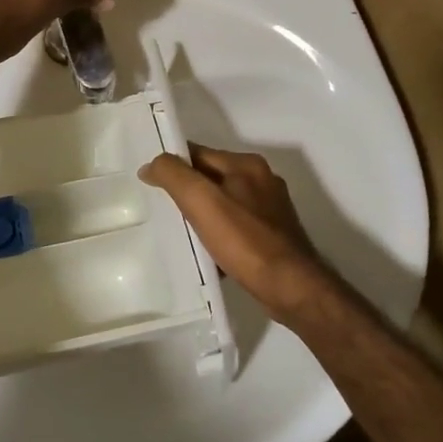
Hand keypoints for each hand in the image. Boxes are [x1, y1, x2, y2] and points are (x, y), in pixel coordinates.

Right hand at [139, 145, 337, 318]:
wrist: (291, 287)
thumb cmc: (245, 241)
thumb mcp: (202, 202)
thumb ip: (174, 176)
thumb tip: (152, 164)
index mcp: (247, 165)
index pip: (199, 153)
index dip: (174, 165)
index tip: (151, 183)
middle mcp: (262, 180)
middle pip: (212, 177)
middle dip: (188, 191)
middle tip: (162, 210)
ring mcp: (272, 209)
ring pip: (225, 203)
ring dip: (204, 214)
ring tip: (182, 234)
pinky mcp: (275, 235)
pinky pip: (238, 226)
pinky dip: (221, 234)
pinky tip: (210, 253)